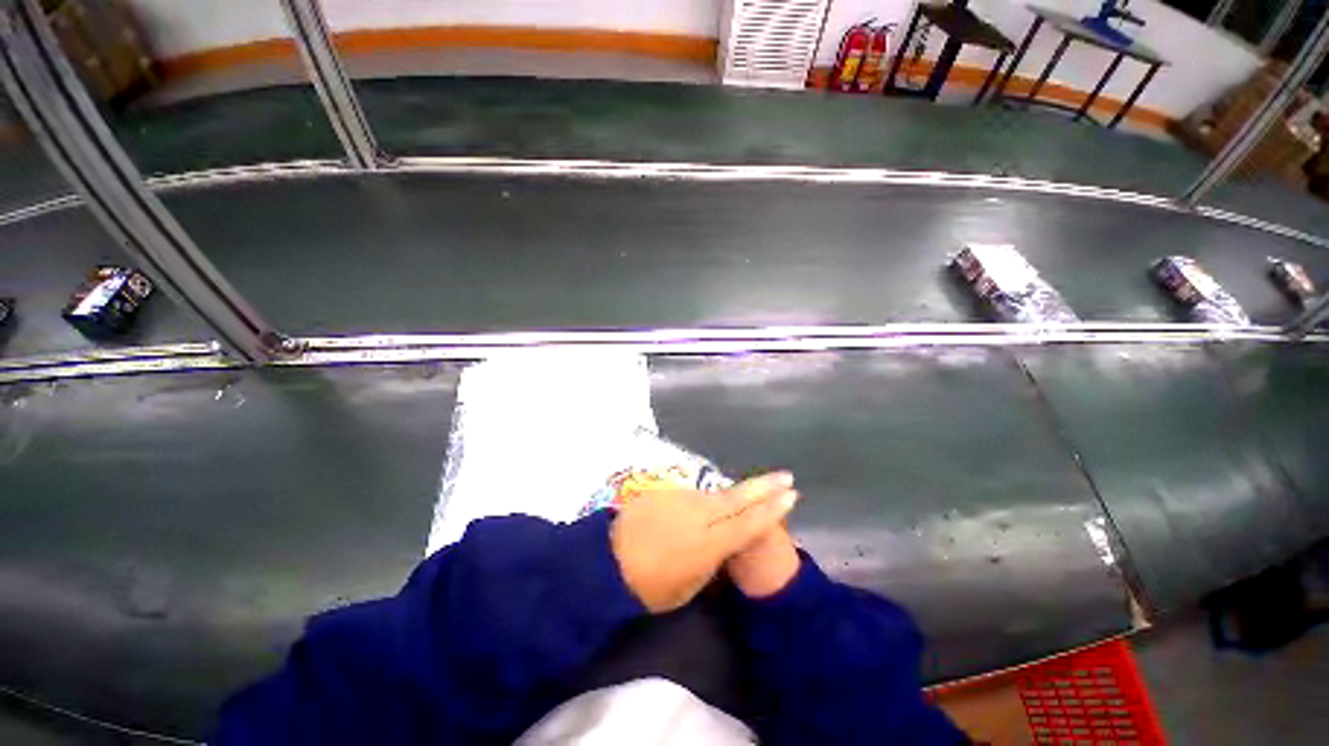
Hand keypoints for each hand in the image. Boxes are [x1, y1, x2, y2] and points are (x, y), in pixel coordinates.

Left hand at [610, 472, 798, 612]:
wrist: (608, 562)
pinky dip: (704, 500)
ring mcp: (680, 498)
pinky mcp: (665, 491)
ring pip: (714, 494)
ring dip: (733, 493)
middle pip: (735, 497)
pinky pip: (693, 495)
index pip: (747, 522)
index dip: (771, 509)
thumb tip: (723, 542)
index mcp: (707, 542)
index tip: (791, 494)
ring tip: (753, 490)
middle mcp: (697, 513)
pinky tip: (705, 507)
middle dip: (763, 486)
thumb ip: (712, 558)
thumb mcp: (690, 586)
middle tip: (786, 476)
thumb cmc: (650, 588)